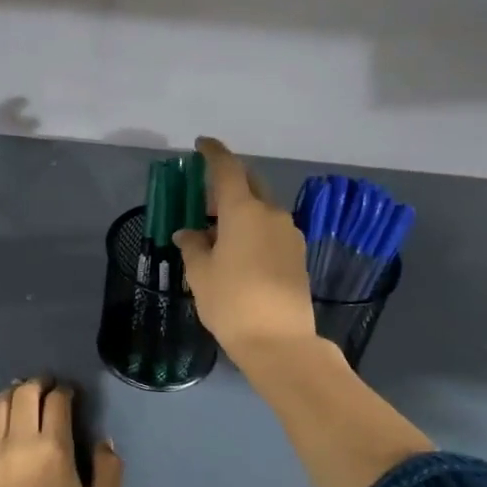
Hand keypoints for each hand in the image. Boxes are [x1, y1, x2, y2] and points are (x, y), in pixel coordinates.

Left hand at [0, 379, 121, 486]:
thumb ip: (110, 472)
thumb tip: (104, 441)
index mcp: (54, 450)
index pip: (57, 402)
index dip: (65, 391)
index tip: (70, 394)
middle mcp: (20, 442)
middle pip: (25, 394)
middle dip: (38, 384)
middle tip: (47, 387)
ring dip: (12, 392)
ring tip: (21, 393)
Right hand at [173, 136, 318, 361]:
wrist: (280, 342)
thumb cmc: (231, 303)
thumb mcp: (201, 274)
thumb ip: (193, 246)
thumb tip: (188, 233)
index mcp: (243, 211)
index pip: (228, 169)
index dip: (213, 153)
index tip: (201, 144)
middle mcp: (271, 214)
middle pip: (250, 185)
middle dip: (229, 183)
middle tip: (206, 195)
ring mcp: (289, 234)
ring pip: (262, 210)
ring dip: (241, 210)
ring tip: (219, 232)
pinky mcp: (298, 255)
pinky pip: (271, 231)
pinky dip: (254, 230)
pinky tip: (239, 252)